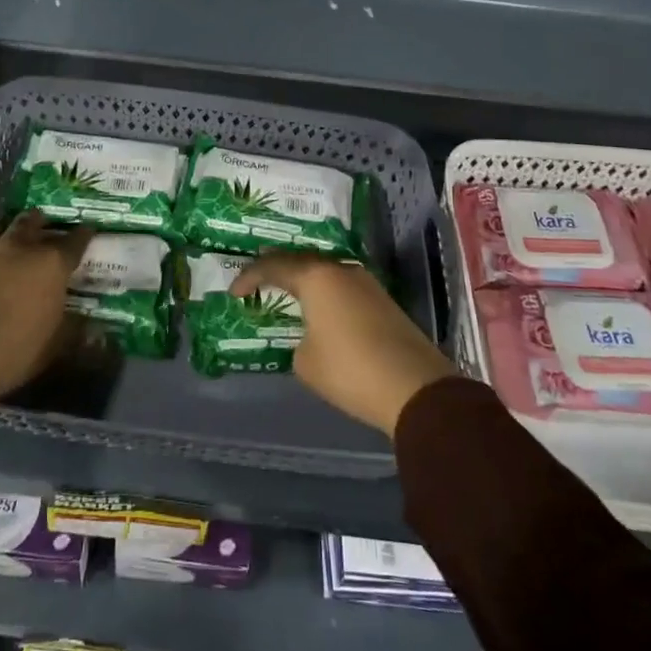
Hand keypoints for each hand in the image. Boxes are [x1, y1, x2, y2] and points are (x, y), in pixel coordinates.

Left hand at [0, 212, 92, 409]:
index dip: (84, 234)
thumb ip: (74, 328)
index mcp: (50, 264)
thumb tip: (92, 326)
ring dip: (4, 229)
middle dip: (41, 222)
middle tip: (45, 225)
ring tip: (7, 239)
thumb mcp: (55, 345)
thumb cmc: (15, 351)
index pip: (75, 241)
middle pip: (32, 222)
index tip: (89, 230)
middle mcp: (20, 249)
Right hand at [233, 253, 453, 436]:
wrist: (416, 390)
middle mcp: (341, 270)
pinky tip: (318, 310)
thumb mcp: (305, 361)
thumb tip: (310, 336)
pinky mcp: (383, 302)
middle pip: (302, 261)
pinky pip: (343, 288)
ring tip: (285, 294)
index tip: (234, 293)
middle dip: (277, 271)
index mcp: (316, 277)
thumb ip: (298, 340)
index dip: (249, 277)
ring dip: (304, 282)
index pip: (273, 266)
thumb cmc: (350, 370)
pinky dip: (324, 295)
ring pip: (326, 272)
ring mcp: (367, 284)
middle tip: (257, 283)